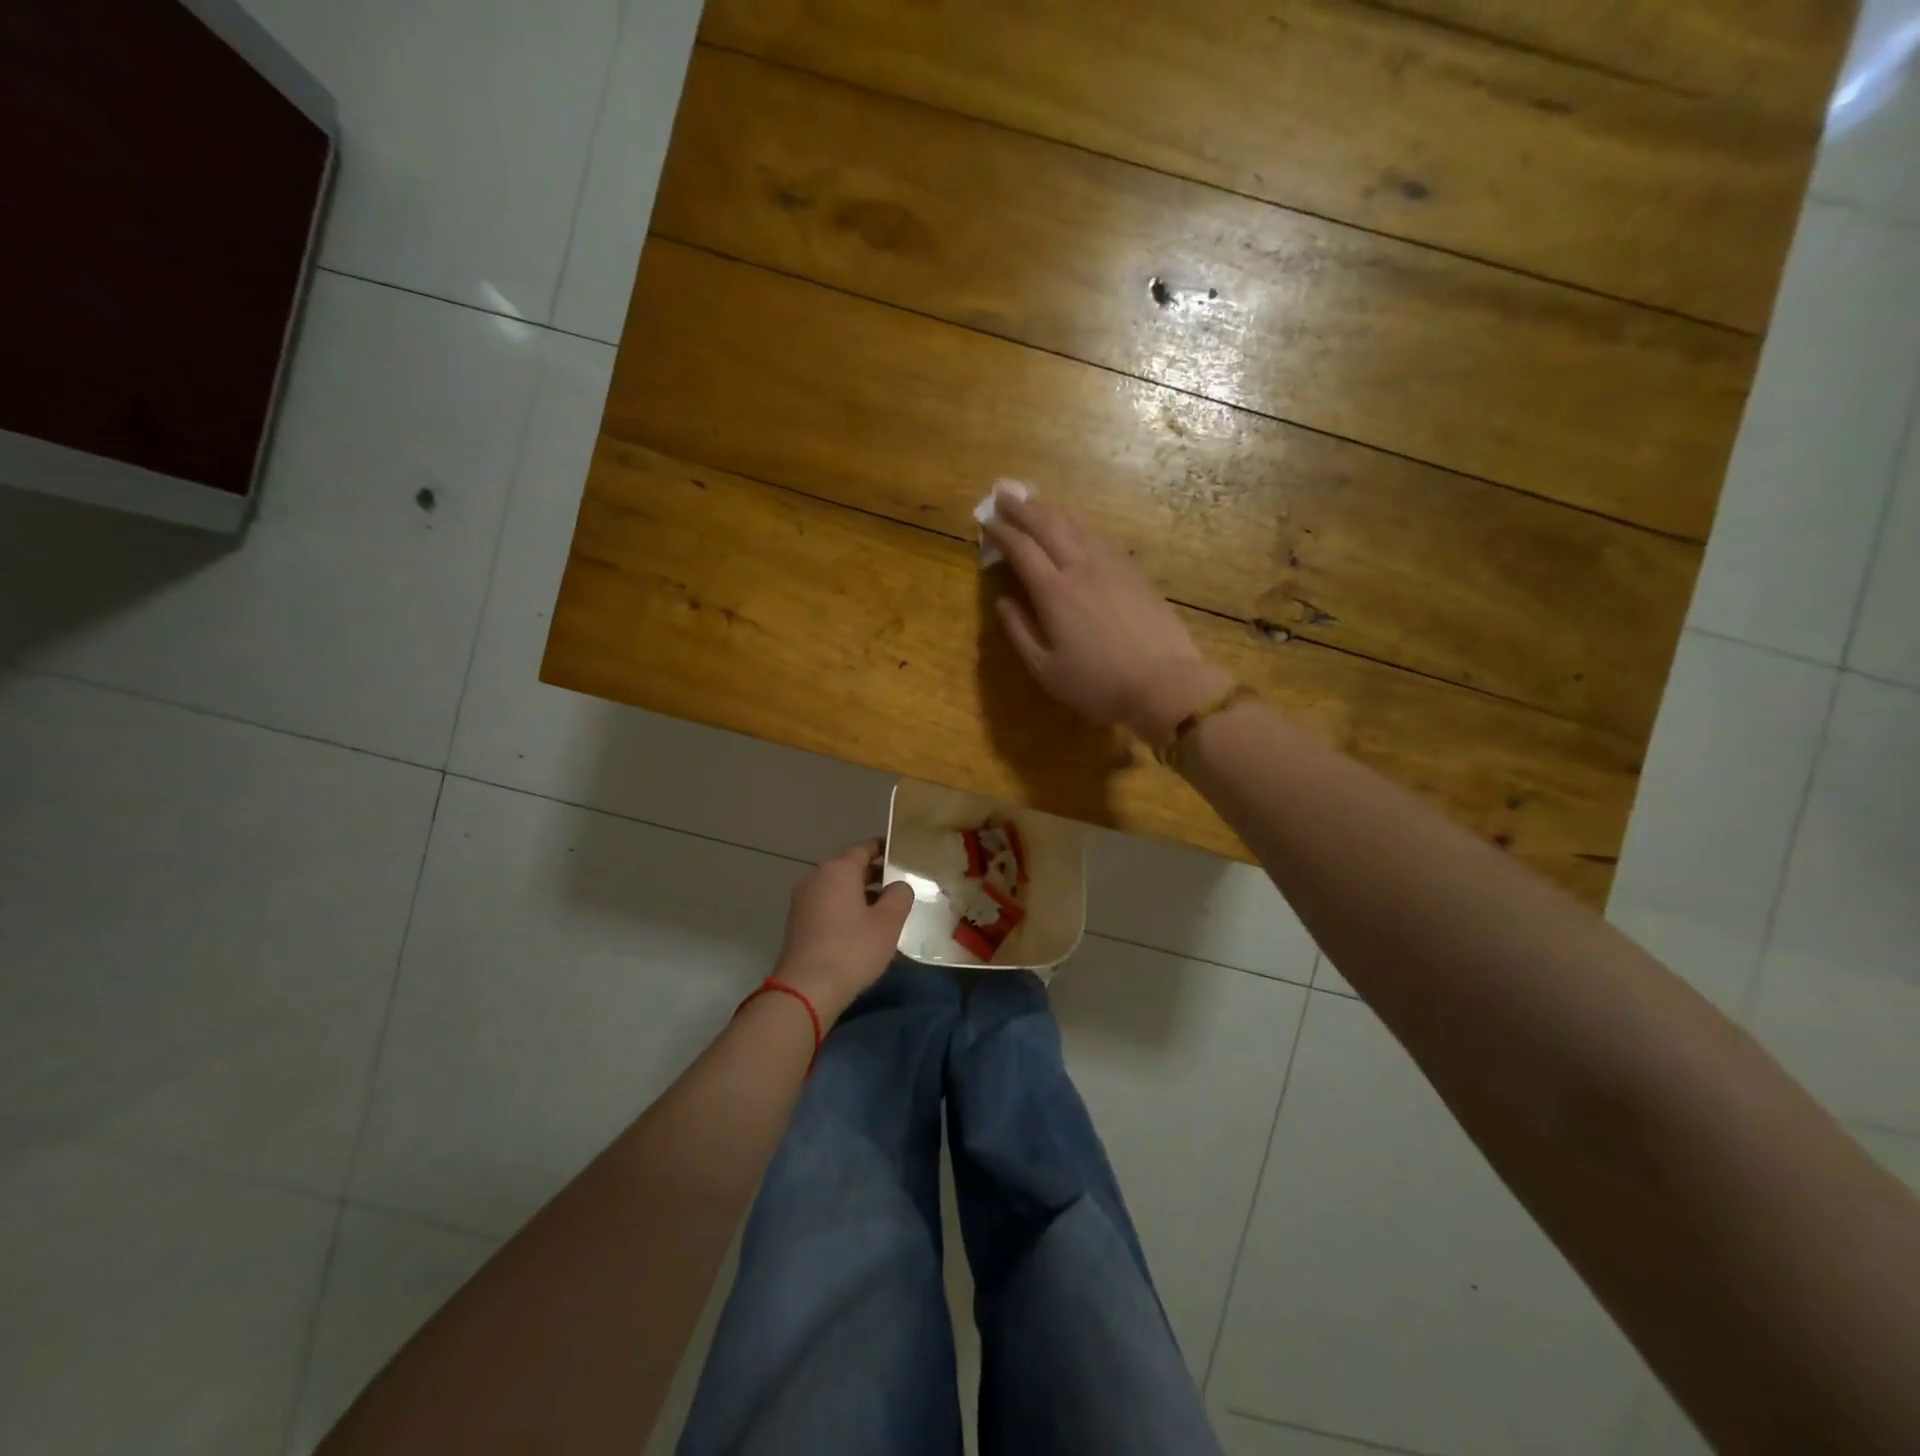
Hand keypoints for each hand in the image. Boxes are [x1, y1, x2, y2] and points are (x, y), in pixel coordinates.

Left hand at [773, 839, 913, 1023]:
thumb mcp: (888, 922)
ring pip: (837, 888)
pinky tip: (862, 928)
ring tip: (885, 908)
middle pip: (849, 868)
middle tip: (899, 883)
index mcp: (838, 870)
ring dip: (860, 894)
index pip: (864, 848)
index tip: (901, 853)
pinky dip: (845, 908)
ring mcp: (803, 901)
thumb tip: (898, 886)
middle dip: (874, 874)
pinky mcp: (798, 923)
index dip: (884, 849)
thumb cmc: (852, 949)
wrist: (806, 989)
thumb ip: (899, 896)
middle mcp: (816, 878)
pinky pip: (827, 905)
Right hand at [983, 491, 1230, 746]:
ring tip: (1034, 501)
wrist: (1164, 682)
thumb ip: (1019, 632)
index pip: (1021, 549)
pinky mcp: (1133, 571)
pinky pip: (1098, 537)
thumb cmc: (1098, 683)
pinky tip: (1075, 528)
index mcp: (1053, 591)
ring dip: (1051, 510)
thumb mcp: (1046, 670)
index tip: (987, 521)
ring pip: (1076, 526)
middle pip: (1048, 525)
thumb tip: (1002, 602)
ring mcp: (1111, 565)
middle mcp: (1080, 567)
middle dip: (1023, 507)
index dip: (1002, 532)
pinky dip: (1078, 526)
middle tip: (1004, 494)